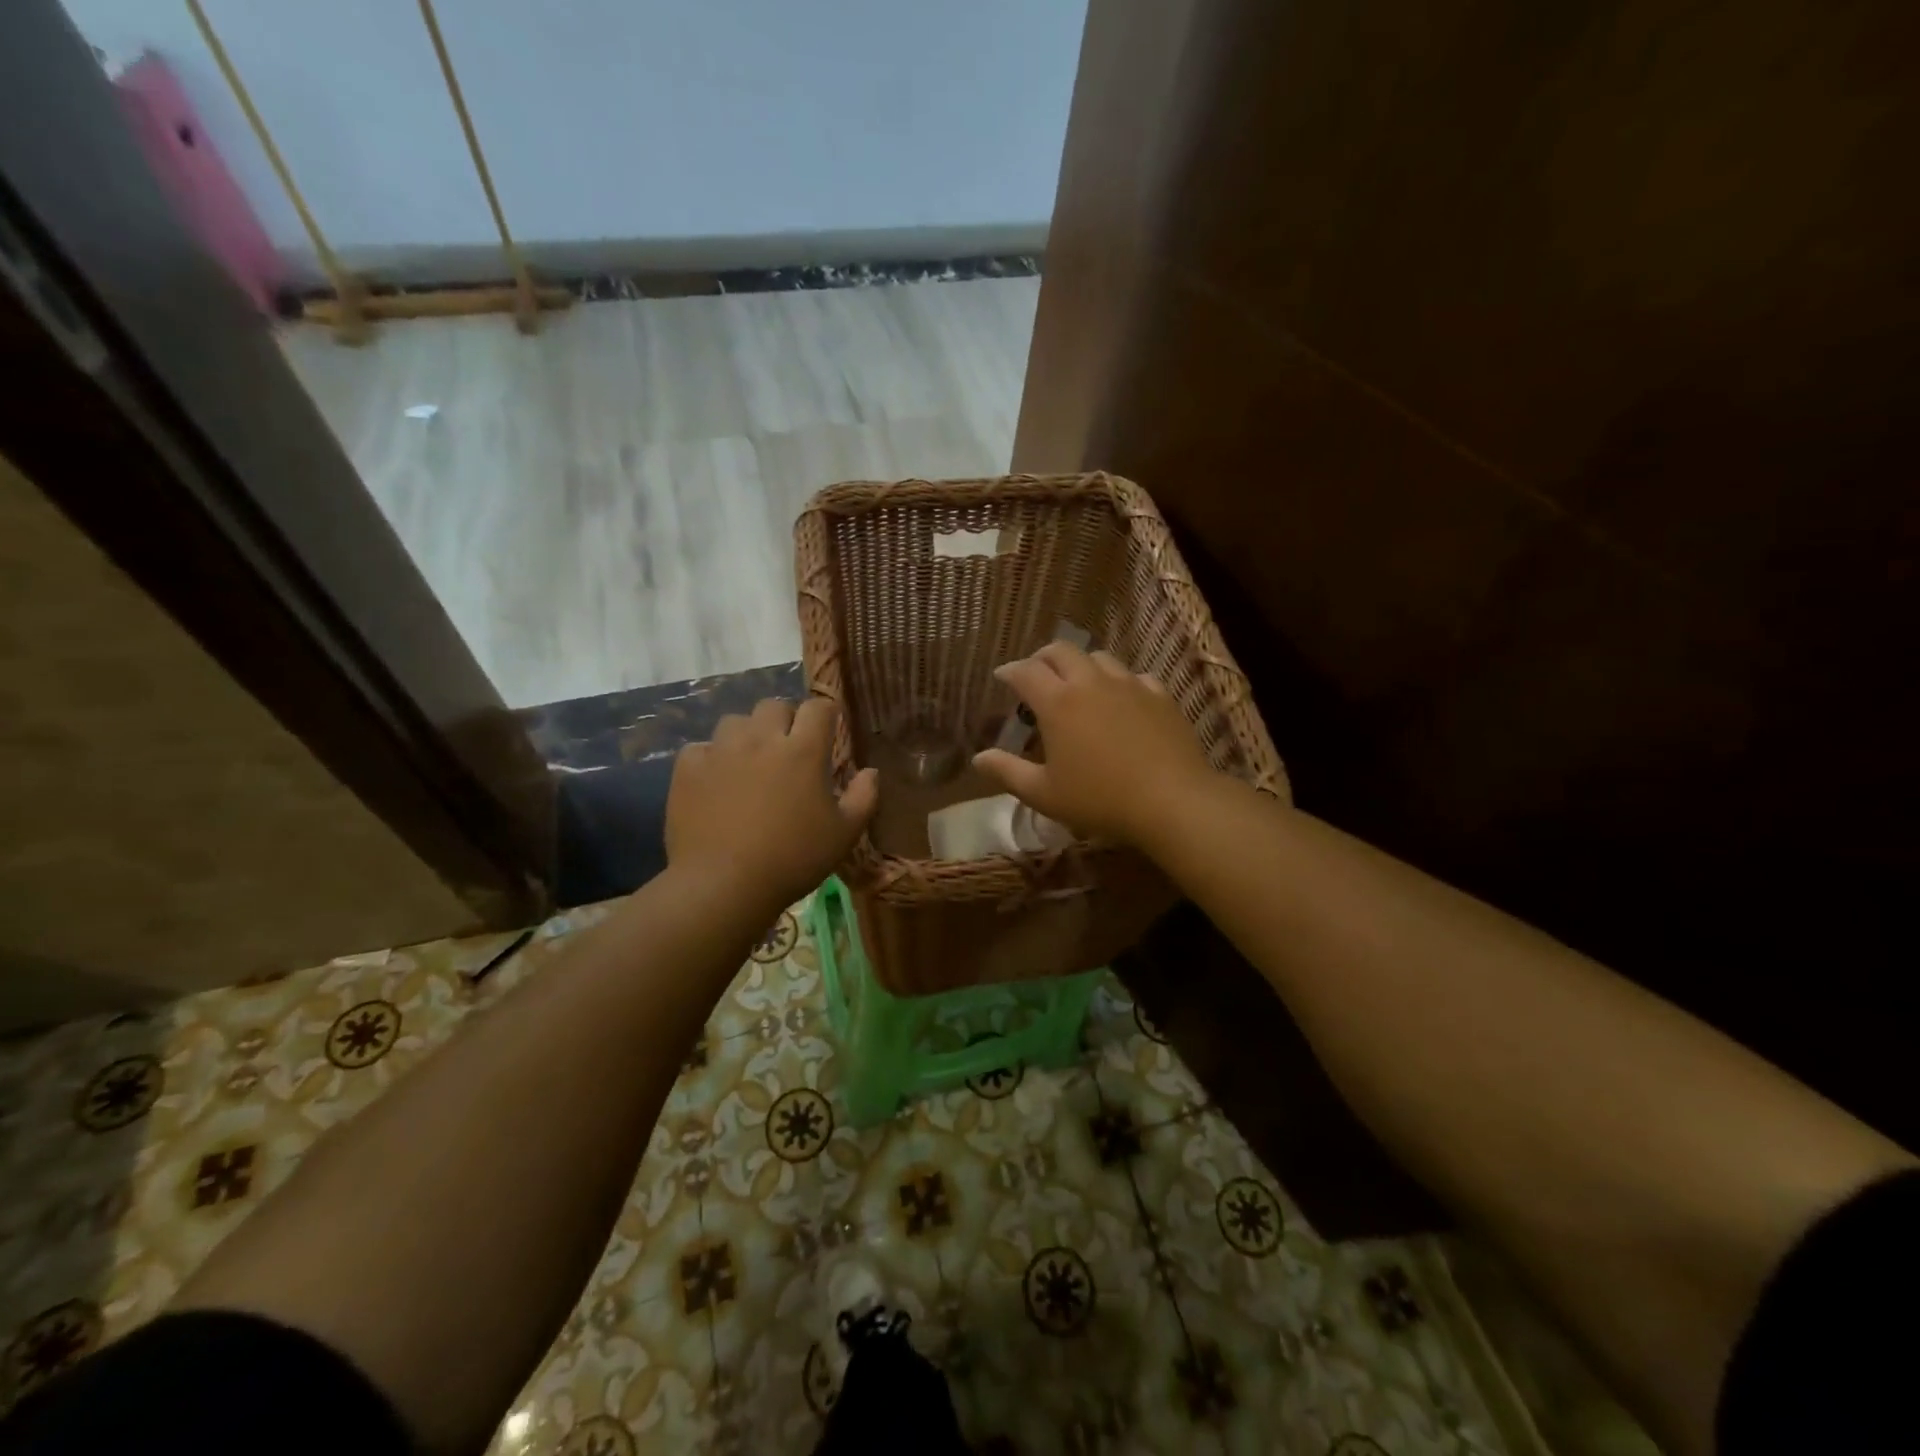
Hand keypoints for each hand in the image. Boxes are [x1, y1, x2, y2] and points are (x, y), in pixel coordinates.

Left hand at [666, 698, 878, 910]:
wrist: (724, 885)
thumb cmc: (793, 859)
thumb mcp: (844, 834)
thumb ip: (863, 797)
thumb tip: (871, 772)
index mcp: (803, 750)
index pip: (818, 707)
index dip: (825, 714)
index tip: (827, 730)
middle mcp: (762, 739)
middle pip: (774, 706)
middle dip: (784, 720)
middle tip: (787, 749)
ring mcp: (721, 750)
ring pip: (735, 721)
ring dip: (746, 734)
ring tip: (749, 762)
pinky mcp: (689, 768)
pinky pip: (700, 748)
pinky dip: (710, 758)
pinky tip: (715, 781)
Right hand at [972, 642, 1214, 846]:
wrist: (1171, 800)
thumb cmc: (1099, 799)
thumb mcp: (1044, 794)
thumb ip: (1008, 772)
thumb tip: (979, 758)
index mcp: (1057, 703)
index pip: (1025, 671)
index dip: (1009, 671)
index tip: (1002, 678)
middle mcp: (1090, 682)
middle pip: (1061, 651)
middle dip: (1042, 658)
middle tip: (1036, 675)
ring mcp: (1128, 684)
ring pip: (1098, 657)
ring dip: (1080, 665)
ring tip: (1078, 685)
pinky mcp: (1159, 694)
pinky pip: (1132, 676)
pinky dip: (1117, 681)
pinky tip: (1120, 699)